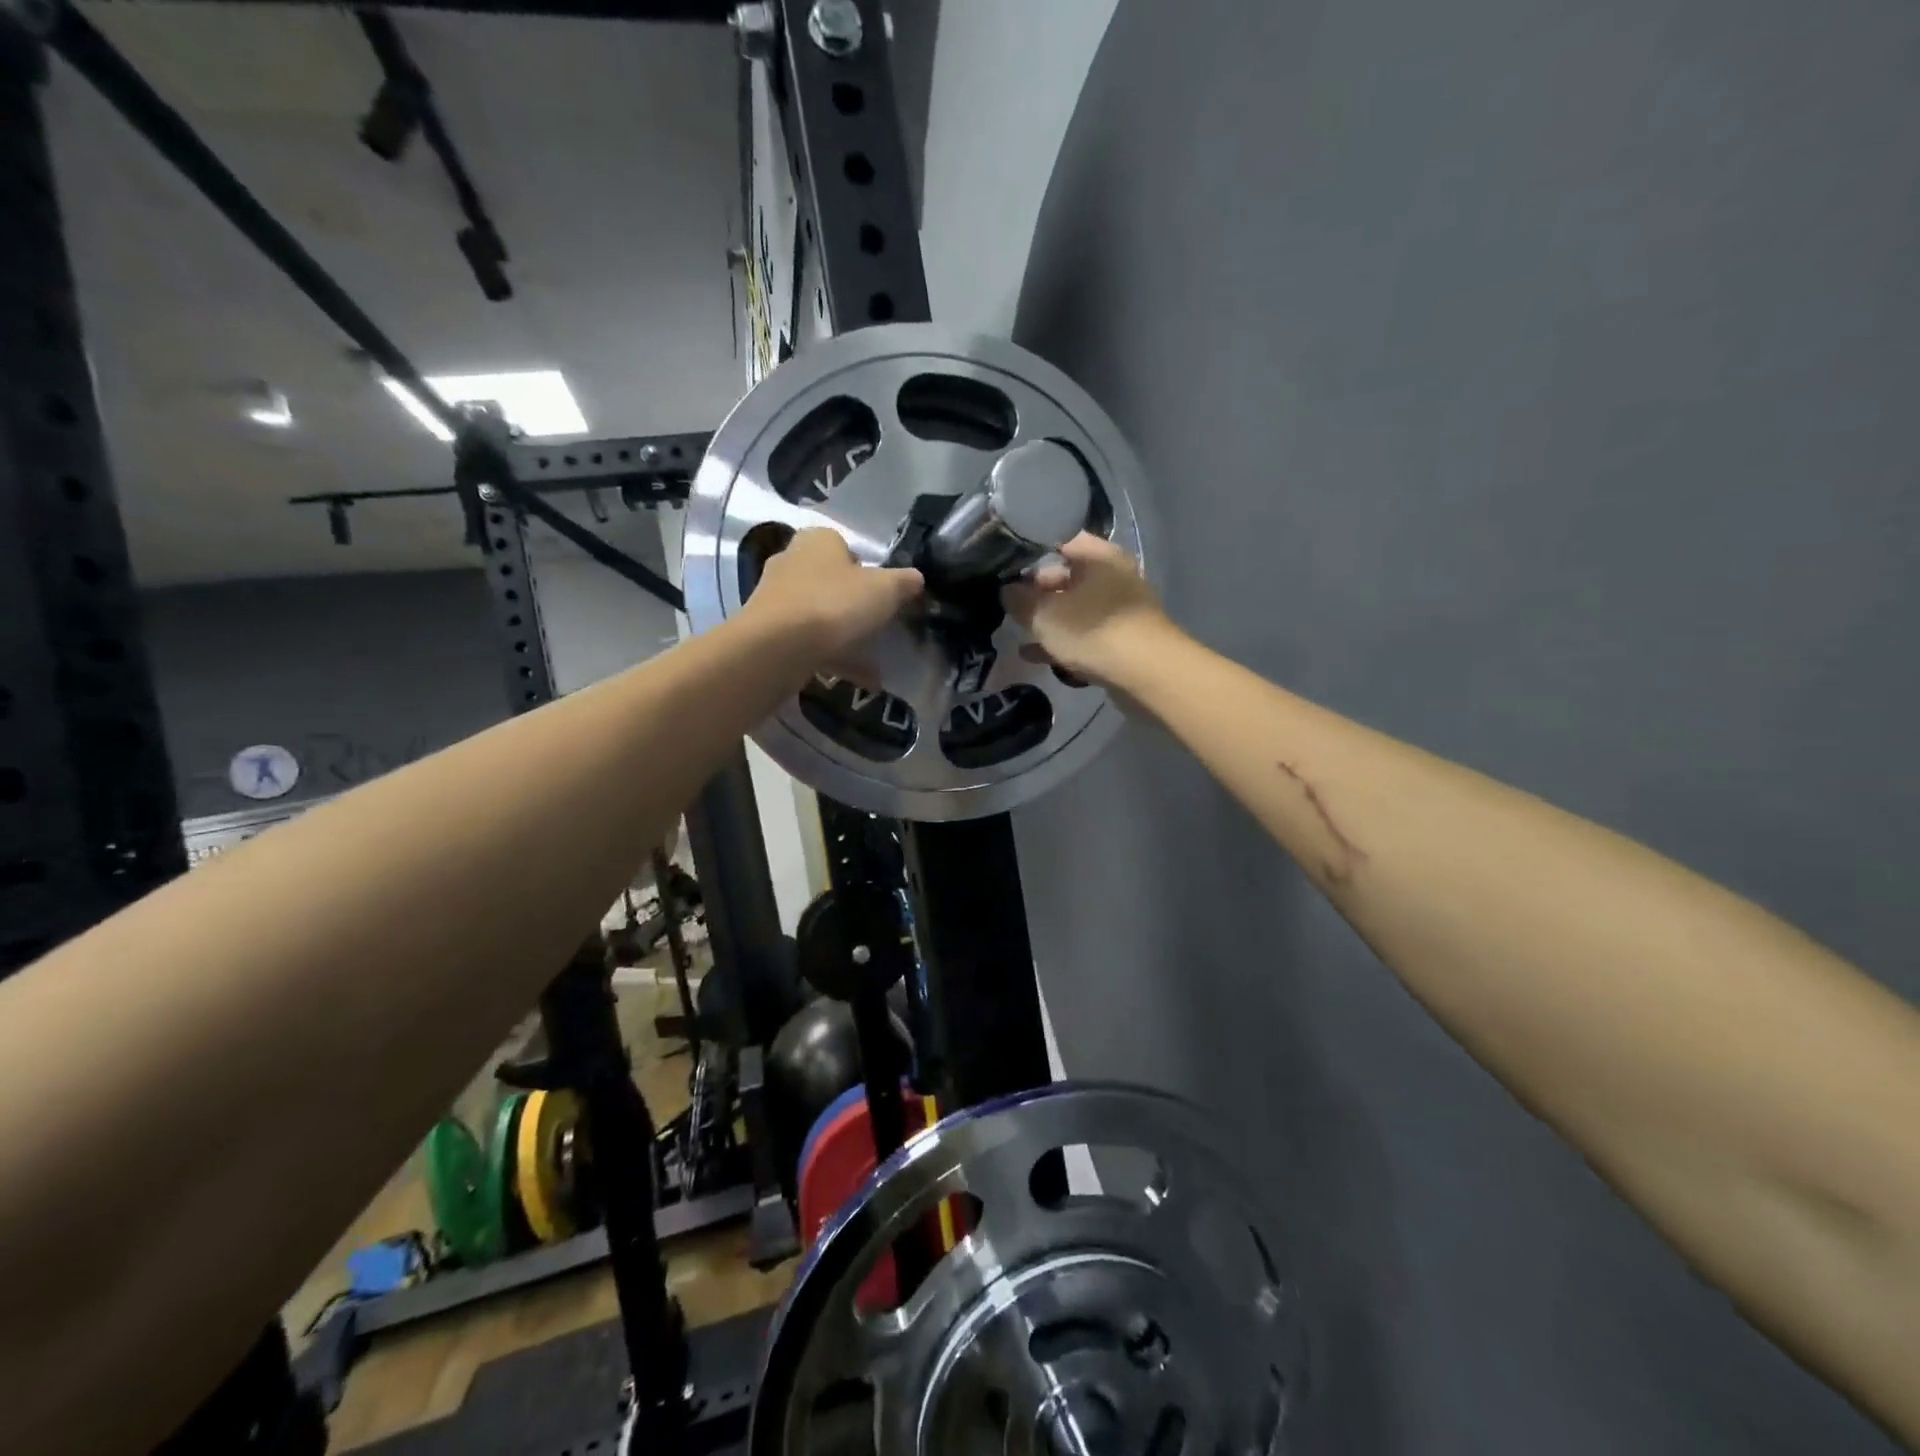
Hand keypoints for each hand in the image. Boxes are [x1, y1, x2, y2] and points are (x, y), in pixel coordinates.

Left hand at [743, 528, 923, 658]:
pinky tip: (857, 680)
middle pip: (830, 582)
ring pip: (819, 615)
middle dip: (853, 606)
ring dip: (845, 637)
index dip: (867, 571)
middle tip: (877, 628)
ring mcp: (775, 597)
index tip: (882, 596)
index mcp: (818, 540)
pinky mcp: (766, 631)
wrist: (778, 647)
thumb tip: (916, 579)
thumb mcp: (885, 590)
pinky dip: (832, 658)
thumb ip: (904, 582)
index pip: (845, 547)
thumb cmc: (834, 605)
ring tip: (873, 664)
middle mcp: (791, 561)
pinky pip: (807, 642)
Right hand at [1002, 533, 1176, 685]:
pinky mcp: (1121, 639)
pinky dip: (1060, 641)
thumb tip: (1006, 590)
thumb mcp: (1045, 614)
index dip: (1029, 550)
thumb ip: (1020, 600)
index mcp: (1098, 556)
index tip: (1002, 563)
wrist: (1146, 673)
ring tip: (1016, 629)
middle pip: (1066, 575)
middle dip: (1036, 589)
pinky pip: (1083, 634)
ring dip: (1047, 619)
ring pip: (1074, 607)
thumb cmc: (1092, 630)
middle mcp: (1111, 576)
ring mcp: (1118, 609)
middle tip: (1006, 602)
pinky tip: (1032, 655)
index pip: (1059, 540)